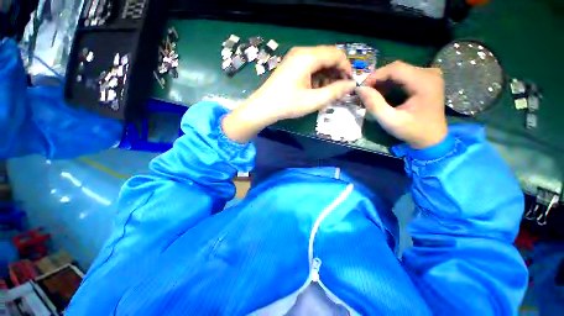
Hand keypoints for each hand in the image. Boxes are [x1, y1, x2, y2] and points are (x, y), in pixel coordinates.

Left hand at [222, 46, 355, 142]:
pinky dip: (317, 76)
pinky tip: (317, 88)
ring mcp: (294, 58)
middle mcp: (302, 52)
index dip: (346, 68)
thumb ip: (335, 91)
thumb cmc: (288, 104)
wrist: (263, 107)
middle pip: (327, 56)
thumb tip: (351, 85)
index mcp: (308, 57)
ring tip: (329, 91)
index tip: (349, 83)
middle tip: (340, 89)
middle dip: (337, 72)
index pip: (336, 54)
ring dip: (327, 75)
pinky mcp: (291, 65)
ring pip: (319, 62)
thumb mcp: (313, 100)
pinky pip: (309, 66)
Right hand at [357, 61, 446, 148]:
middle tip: (364, 93)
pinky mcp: (426, 80)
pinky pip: (403, 76)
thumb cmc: (412, 131)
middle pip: (397, 68)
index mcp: (424, 82)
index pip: (395, 68)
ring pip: (399, 71)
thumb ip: (374, 104)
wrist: (431, 138)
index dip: (375, 76)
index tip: (361, 88)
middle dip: (377, 79)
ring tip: (371, 94)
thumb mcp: (390, 121)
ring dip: (382, 82)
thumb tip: (359, 89)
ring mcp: (429, 75)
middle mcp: (429, 73)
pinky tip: (382, 93)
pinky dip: (390, 84)